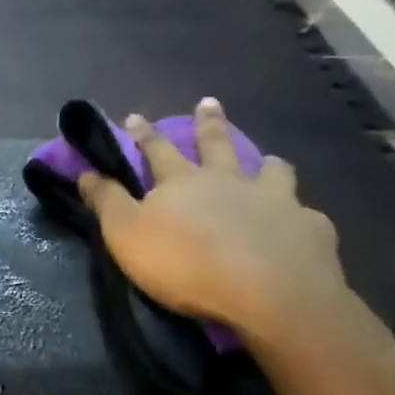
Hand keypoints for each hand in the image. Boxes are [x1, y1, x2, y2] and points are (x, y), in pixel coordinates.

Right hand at [80, 99, 347, 347]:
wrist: (267, 292)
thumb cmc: (186, 263)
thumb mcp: (126, 234)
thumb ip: (107, 202)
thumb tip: (85, 172)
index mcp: (182, 181)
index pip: (156, 149)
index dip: (143, 134)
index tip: (135, 116)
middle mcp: (229, 180)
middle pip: (216, 144)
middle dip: (208, 122)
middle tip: (209, 102)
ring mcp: (275, 200)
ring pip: (271, 172)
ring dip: (266, 165)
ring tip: (269, 162)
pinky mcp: (309, 228)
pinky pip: (305, 214)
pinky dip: (299, 216)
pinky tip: (301, 224)